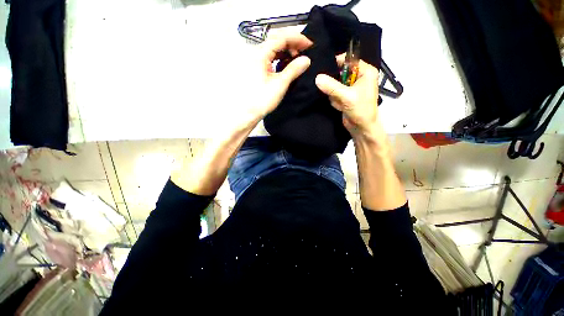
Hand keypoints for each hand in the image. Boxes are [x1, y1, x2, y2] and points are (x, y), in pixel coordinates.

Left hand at [245, 33, 311, 119]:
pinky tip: (287, 64)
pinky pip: (271, 57)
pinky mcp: (257, 68)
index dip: (297, 38)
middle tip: (305, 50)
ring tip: (297, 58)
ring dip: (287, 50)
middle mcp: (256, 53)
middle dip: (292, 42)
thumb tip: (306, 60)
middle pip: (276, 40)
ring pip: (273, 48)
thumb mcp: (280, 84)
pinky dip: (281, 57)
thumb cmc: (262, 99)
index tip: (310, 45)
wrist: (248, 113)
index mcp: (260, 54)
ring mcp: (256, 61)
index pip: (281, 37)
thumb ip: (293, 70)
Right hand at [315, 55, 381, 139]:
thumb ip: (332, 86)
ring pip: (335, 83)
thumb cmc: (360, 110)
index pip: (348, 60)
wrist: (362, 128)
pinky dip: (335, 99)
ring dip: (334, 94)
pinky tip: (340, 106)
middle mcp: (359, 77)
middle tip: (332, 90)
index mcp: (365, 72)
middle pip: (340, 72)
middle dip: (334, 83)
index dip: (336, 63)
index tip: (323, 69)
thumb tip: (317, 78)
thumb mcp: (347, 96)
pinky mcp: (345, 96)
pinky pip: (334, 93)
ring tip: (340, 102)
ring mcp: (351, 87)